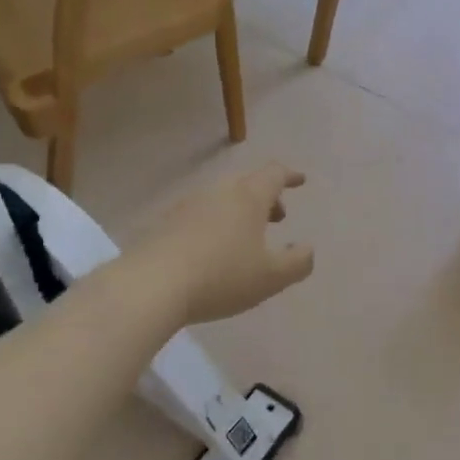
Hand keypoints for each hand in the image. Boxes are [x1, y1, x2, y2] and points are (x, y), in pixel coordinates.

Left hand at [132, 163, 314, 324]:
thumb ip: (297, 262)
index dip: (289, 176)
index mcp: (248, 197)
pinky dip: (216, 223)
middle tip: (277, 217)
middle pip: (247, 183)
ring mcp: (188, 205)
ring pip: (222, 198)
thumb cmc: (221, 277)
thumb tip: (307, 248)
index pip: (273, 174)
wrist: (151, 285)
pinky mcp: (165, 223)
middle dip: (266, 196)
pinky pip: (200, 214)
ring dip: (240, 210)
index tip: (300, 180)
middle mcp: (218, 192)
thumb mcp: (271, 277)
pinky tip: (213, 250)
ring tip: (247, 238)